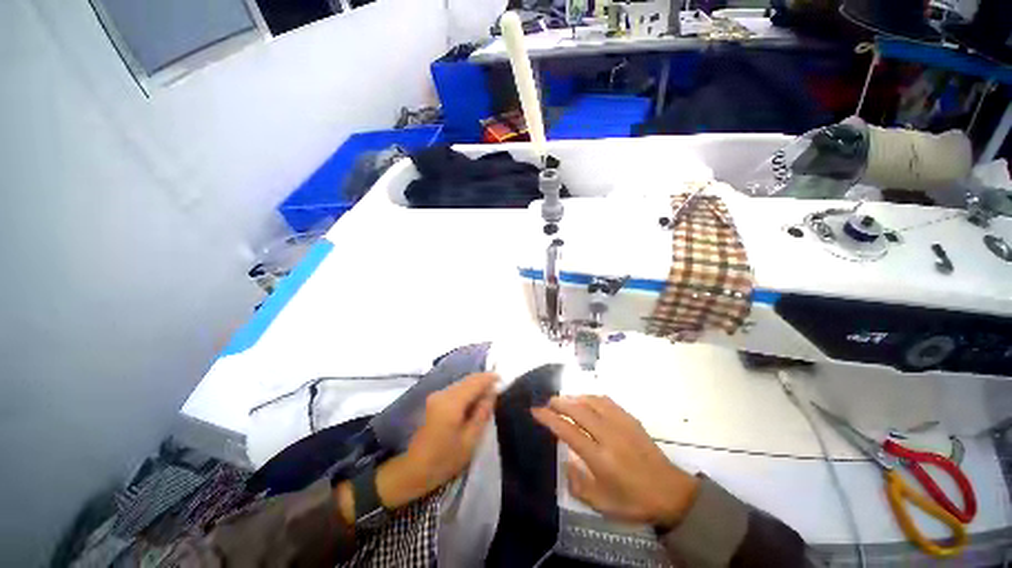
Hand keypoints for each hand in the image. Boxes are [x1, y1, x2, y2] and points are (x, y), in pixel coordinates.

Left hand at [337, 373, 497, 523]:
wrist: (413, 470)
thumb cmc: (444, 459)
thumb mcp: (470, 440)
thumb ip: (482, 413)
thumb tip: (492, 393)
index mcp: (452, 403)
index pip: (475, 382)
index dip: (489, 378)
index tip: (502, 379)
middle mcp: (443, 393)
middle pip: (467, 380)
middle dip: (483, 381)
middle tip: (497, 388)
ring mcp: (436, 396)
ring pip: (461, 383)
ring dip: (475, 386)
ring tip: (488, 395)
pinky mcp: (434, 400)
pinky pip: (455, 389)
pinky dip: (467, 391)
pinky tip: (473, 401)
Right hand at [532, 395, 699, 528]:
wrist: (671, 493)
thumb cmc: (634, 501)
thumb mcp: (602, 504)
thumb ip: (578, 485)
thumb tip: (565, 462)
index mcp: (600, 458)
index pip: (568, 431)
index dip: (549, 419)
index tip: (536, 410)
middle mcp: (609, 435)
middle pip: (578, 410)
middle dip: (559, 402)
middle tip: (548, 402)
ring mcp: (621, 424)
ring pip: (591, 401)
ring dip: (574, 397)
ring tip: (564, 400)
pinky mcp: (630, 419)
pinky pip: (606, 401)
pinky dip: (591, 397)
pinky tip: (586, 400)